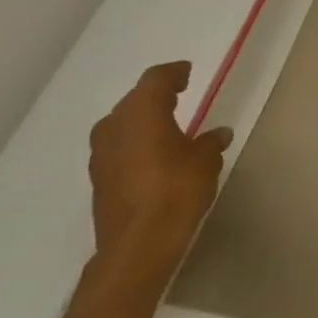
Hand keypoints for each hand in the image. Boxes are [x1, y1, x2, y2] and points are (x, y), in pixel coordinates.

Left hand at [88, 61, 232, 292]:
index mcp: (141, 112)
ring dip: (142, 121)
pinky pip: (118, 148)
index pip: (156, 79)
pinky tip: (153, 154)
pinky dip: (135, 143)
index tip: (186, 72)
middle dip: (156, 96)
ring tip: (166, 125)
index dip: (173, 73)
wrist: (137, 245)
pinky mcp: (99, 179)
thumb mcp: (206, 160)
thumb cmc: (176, 191)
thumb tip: (218, 133)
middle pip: (134, 100)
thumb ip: (210, 142)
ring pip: (122, 125)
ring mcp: (101, 155)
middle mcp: (114, 126)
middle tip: (179, 94)